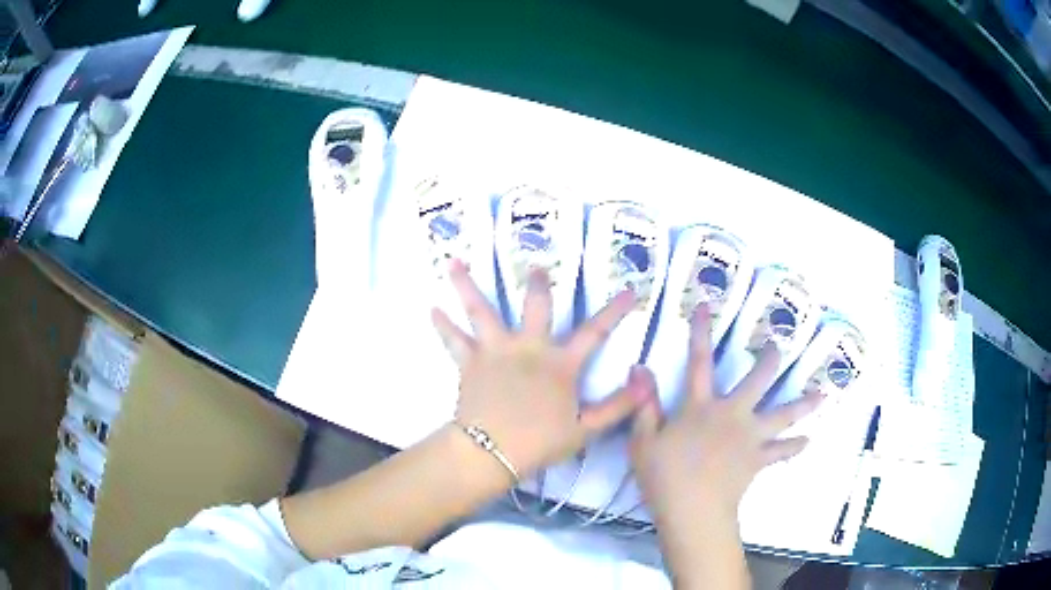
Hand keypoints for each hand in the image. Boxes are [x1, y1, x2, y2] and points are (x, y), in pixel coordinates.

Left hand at [431, 260, 649, 478]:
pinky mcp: (470, 362)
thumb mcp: (587, 429)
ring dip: (468, 286)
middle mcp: (528, 348)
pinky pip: (454, 340)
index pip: (595, 332)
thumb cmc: (539, 442)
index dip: (614, 311)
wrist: (492, 451)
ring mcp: (495, 351)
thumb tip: (646, 382)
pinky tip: (432, 308)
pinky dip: (443, 325)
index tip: (629, 291)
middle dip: (538, 285)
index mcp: (559, 364)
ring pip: (481, 311)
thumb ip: (618, 406)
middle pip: (535, 308)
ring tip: (454, 263)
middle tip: (536, 265)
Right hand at [630, 304, 823, 522]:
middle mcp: (731, 414)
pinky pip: (781, 451)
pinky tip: (807, 441)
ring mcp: (750, 437)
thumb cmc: (664, 477)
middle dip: (768, 360)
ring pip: (782, 415)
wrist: (694, 511)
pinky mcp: (758, 459)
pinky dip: (794, 446)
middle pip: (756, 381)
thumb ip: (644, 404)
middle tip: (778, 345)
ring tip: (820, 394)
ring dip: (802, 404)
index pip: (699, 362)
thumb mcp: (642, 441)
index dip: (701, 333)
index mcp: (701, 407)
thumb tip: (639, 367)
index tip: (706, 308)